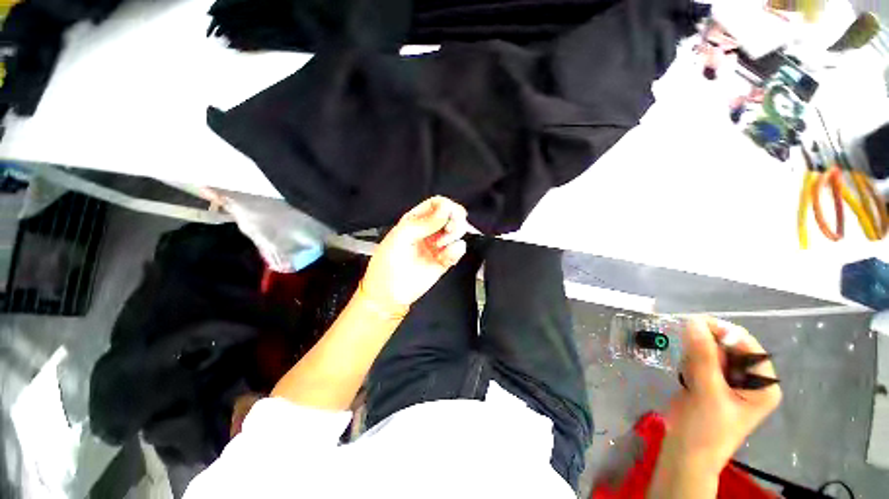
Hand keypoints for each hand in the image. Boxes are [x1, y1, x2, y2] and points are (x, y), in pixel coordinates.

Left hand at [359, 196, 469, 315]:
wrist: (389, 294)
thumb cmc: (387, 263)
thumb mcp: (401, 237)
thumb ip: (424, 223)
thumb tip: (445, 209)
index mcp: (415, 220)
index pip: (436, 204)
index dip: (445, 205)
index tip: (448, 214)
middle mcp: (429, 230)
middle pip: (451, 214)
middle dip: (455, 219)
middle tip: (450, 229)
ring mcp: (438, 245)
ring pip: (458, 230)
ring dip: (455, 234)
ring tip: (442, 245)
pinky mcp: (445, 260)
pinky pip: (458, 250)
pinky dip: (456, 250)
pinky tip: (446, 256)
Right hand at [663, 317, 781, 473]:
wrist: (685, 453)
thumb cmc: (706, 429)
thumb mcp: (707, 392)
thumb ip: (702, 356)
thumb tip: (693, 321)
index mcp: (762, 384)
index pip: (748, 347)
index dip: (724, 333)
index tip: (694, 324)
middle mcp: (749, 380)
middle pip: (729, 347)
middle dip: (706, 347)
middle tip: (688, 355)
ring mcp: (729, 382)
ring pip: (711, 352)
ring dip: (695, 355)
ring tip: (688, 374)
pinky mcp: (710, 383)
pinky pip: (700, 360)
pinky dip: (689, 362)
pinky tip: (686, 377)